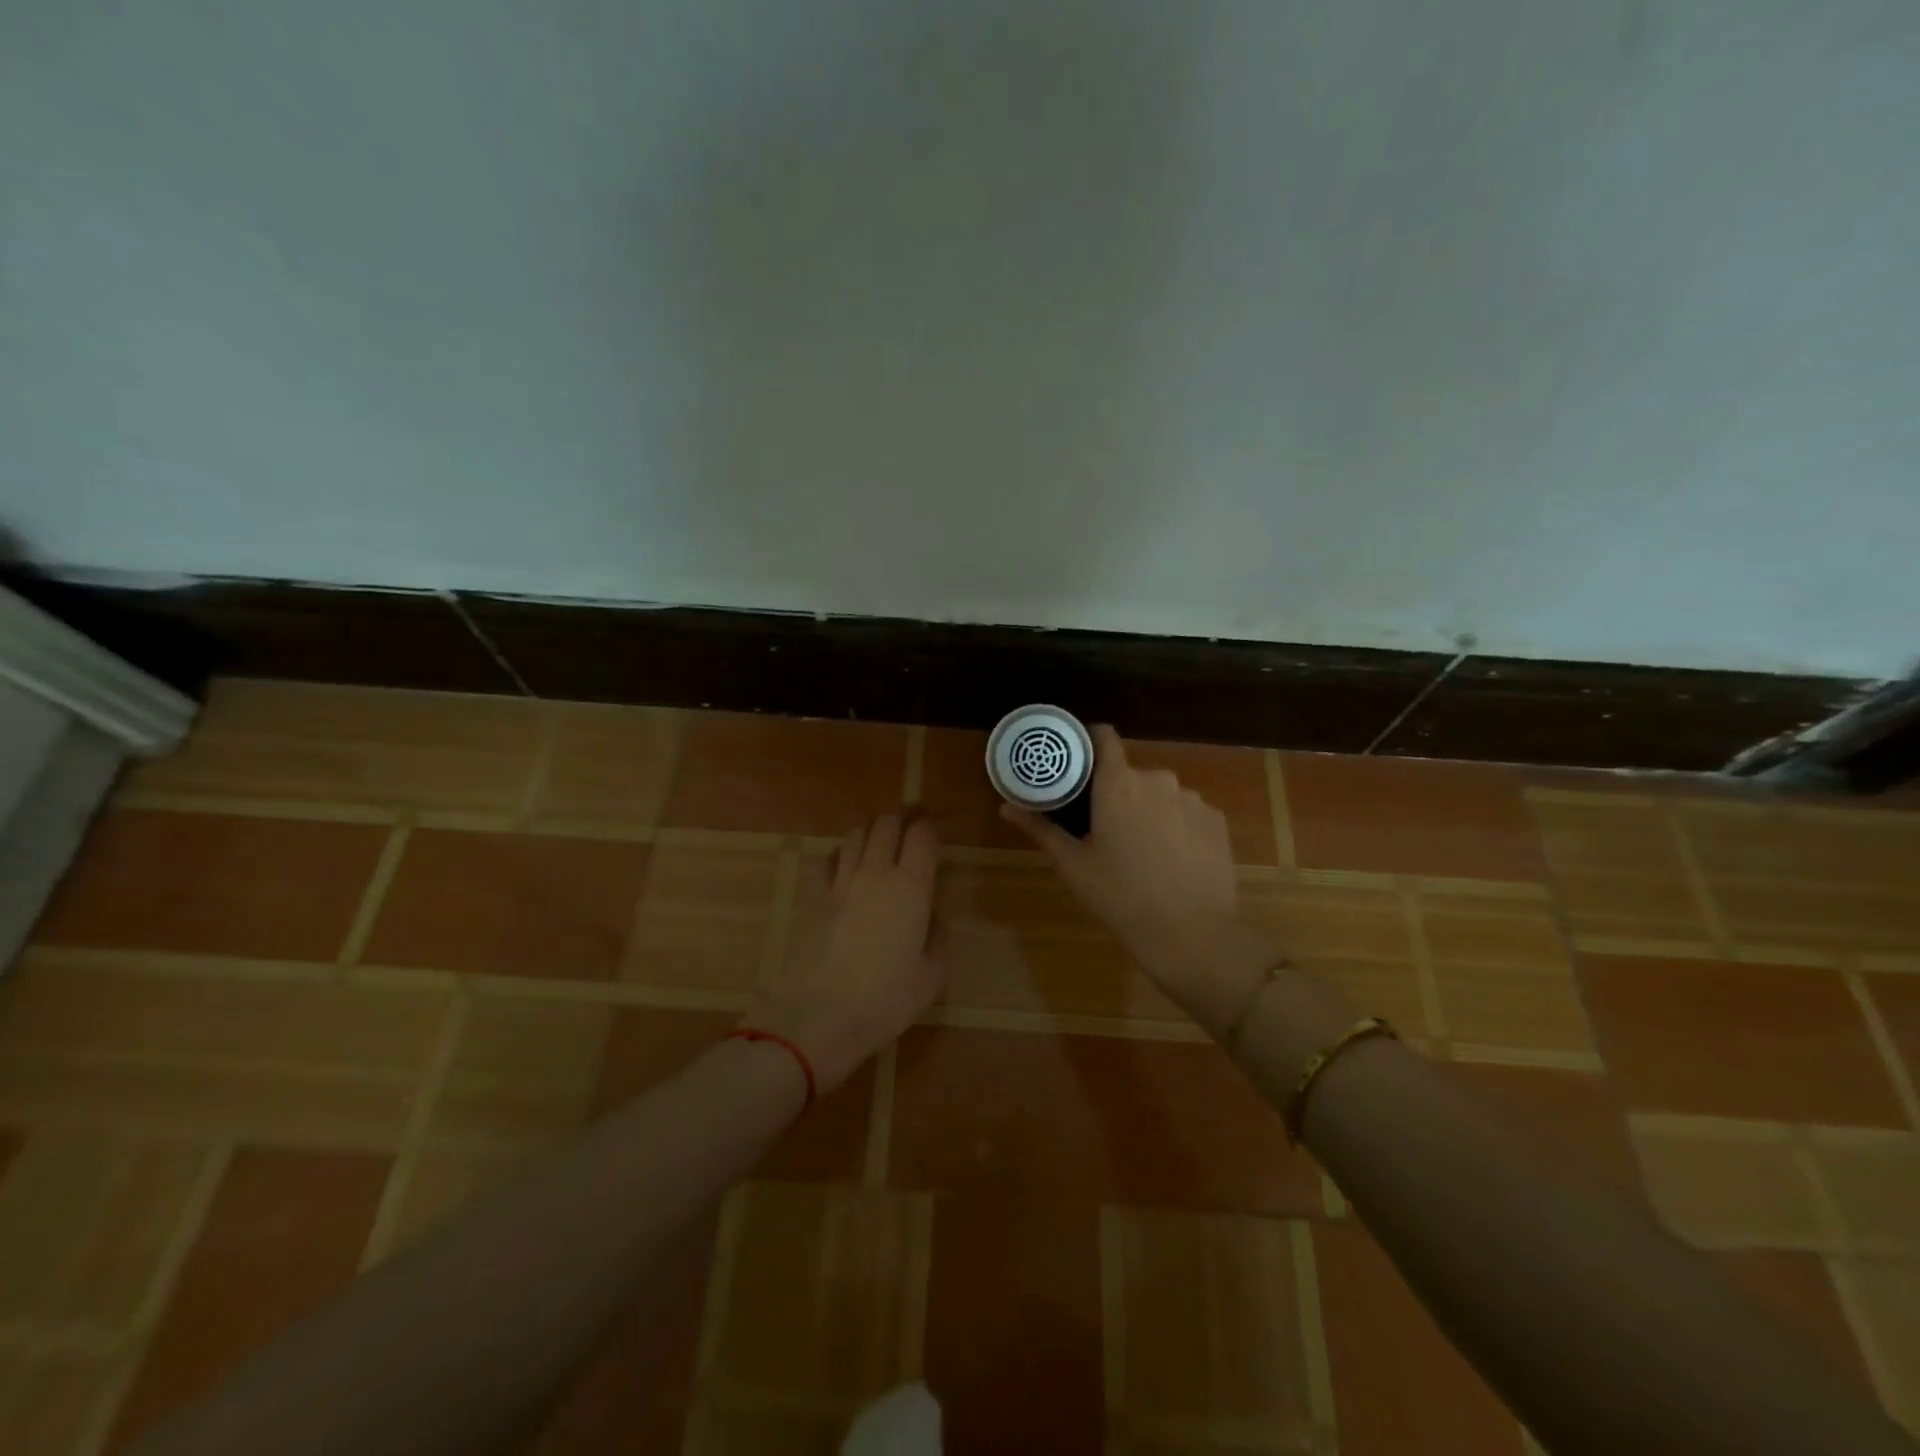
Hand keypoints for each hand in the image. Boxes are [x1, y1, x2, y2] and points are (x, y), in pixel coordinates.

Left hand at [743, 813, 944, 1090]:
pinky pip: (826, 859)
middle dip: (902, 820)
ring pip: (855, 834)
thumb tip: (931, 914)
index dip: (932, 826)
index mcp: (911, 887)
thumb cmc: (886, 999)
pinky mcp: (813, 896)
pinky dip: (839, 855)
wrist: (821, 1015)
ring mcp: (840, 882)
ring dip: (871, 833)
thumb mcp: (932, 975)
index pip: (923, 835)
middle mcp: (876, 873)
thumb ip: (938, 936)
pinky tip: (843, 868)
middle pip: (887, 823)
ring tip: (879, 845)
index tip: (938, 831)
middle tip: (911, 831)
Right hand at [1001, 726, 1271, 1025]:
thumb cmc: (1120, 895)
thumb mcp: (1074, 863)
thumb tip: (1005, 807)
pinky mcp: (1216, 820)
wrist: (1191, 932)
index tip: (1078, 760)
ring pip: (1162, 793)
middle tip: (1106, 826)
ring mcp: (1192, 798)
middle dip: (1118, 792)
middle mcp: (1158, 779)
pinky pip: (1188, 811)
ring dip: (1150, 809)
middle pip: (1131, 773)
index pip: (1104, 737)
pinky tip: (1173, 858)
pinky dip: (1177, 825)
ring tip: (1143, 848)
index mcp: (1118, 783)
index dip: (1090, 740)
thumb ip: (1041, 828)